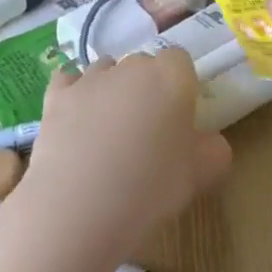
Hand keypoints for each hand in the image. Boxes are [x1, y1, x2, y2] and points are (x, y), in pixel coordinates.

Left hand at [14, 48, 231, 266]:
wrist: (77, 210)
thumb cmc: (150, 189)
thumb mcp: (200, 176)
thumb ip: (214, 150)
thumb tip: (209, 142)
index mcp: (172, 77)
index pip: (181, 62)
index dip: (181, 87)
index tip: (179, 119)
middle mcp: (132, 66)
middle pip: (144, 65)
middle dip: (147, 88)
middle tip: (147, 131)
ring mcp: (91, 78)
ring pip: (107, 70)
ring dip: (112, 89)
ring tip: (109, 131)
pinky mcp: (57, 96)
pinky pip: (68, 80)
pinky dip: (74, 93)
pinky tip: (76, 118)